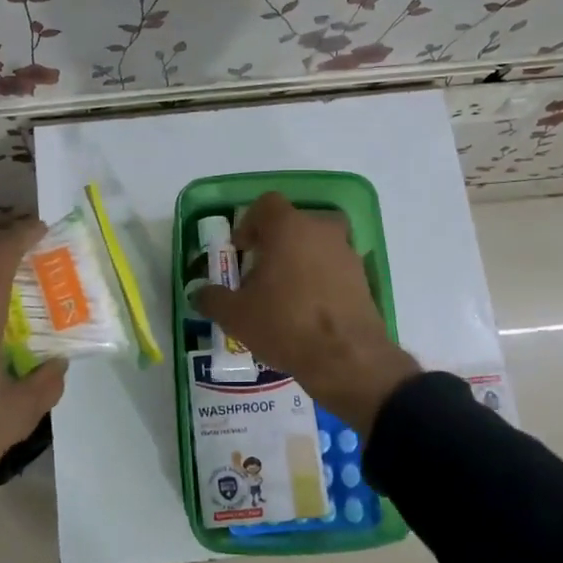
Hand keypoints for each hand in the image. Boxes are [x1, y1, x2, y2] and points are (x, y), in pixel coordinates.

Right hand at [191, 193, 417, 436]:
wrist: (347, 358)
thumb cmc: (285, 324)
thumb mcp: (236, 315)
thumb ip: (213, 299)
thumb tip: (199, 293)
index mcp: (288, 227)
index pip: (267, 204)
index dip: (249, 223)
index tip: (241, 250)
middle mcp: (321, 230)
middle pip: (295, 223)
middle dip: (276, 242)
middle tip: (261, 272)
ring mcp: (347, 253)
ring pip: (318, 245)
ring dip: (301, 260)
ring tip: (285, 294)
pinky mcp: (363, 279)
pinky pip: (335, 268)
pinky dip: (322, 280)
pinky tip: (309, 311)